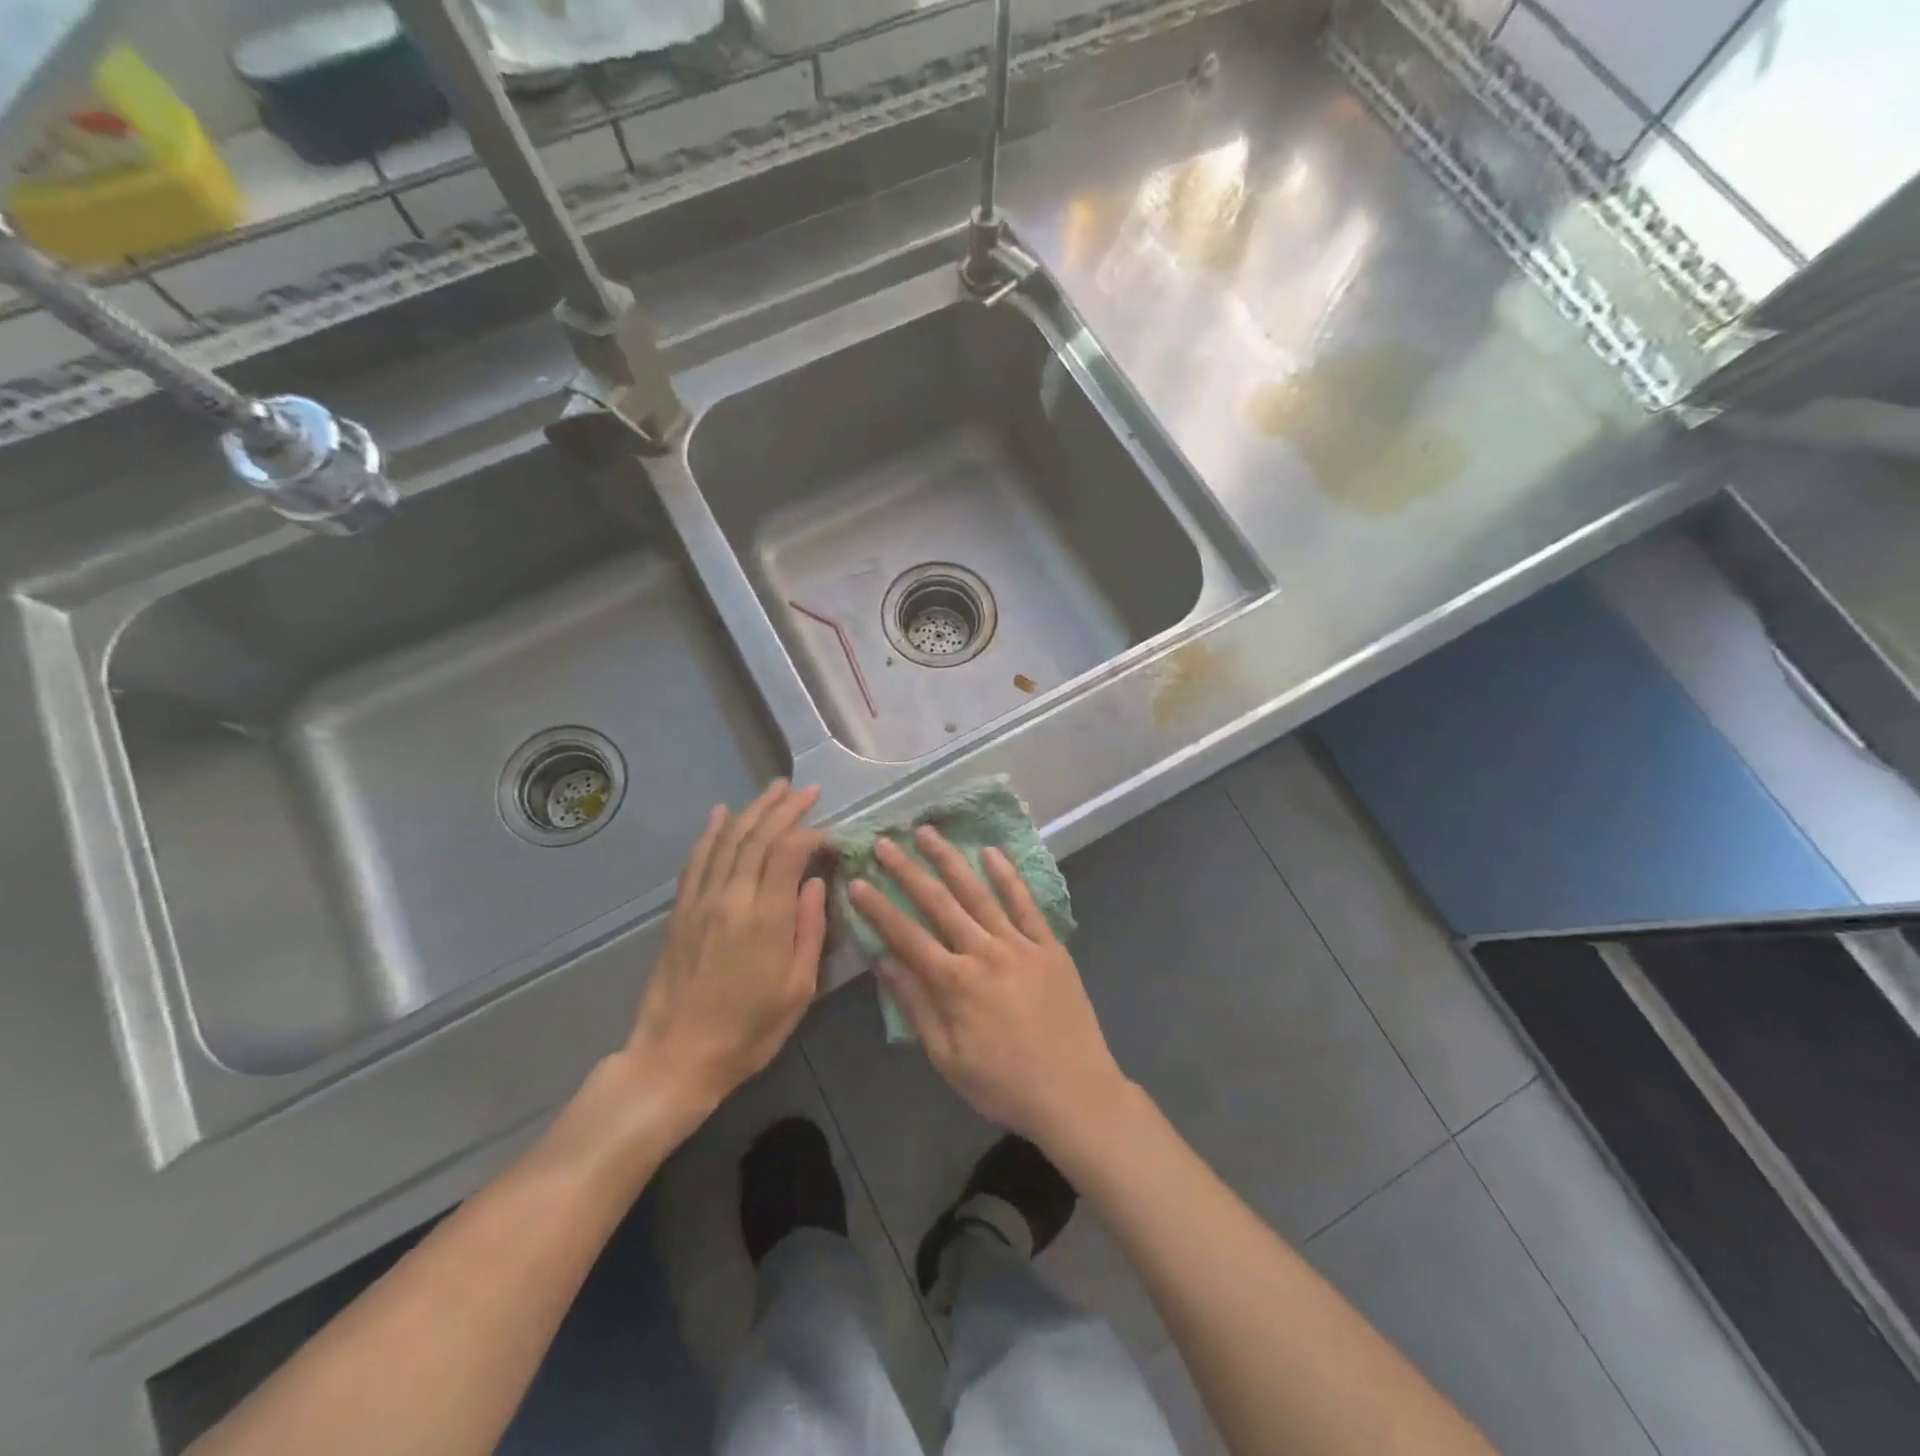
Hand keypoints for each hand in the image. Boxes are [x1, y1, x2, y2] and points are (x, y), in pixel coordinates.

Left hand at [624, 781, 827, 1124]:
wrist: (676, 1057)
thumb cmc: (749, 1030)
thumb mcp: (799, 989)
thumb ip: (811, 929)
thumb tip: (817, 882)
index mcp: (766, 916)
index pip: (790, 852)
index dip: (812, 834)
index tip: (831, 835)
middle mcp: (732, 897)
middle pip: (759, 837)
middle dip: (785, 809)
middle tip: (806, 790)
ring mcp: (701, 901)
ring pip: (728, 841)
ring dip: (752, 810)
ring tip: (774, 789)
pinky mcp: (680, 911)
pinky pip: (697, 861)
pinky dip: (711, 833)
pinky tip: (721, 814)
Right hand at [849, 828, 1129, 1149]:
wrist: (1075, 1092)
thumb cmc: (1003, 1084)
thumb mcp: (947, 1057)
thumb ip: (915, 1005)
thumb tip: (883, 962)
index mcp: (955, 984)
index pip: (907, 936)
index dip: (879, 908)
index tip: (857, 881)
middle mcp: (985, 953)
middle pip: (939, 904)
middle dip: (908, 871)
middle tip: (885, 843)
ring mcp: (1020, 945)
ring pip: (979, 893)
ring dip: (951, 861)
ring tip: (928, 833)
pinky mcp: (1049, 946)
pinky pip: (1026, 904)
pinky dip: (1008, 876)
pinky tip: (991, 852)